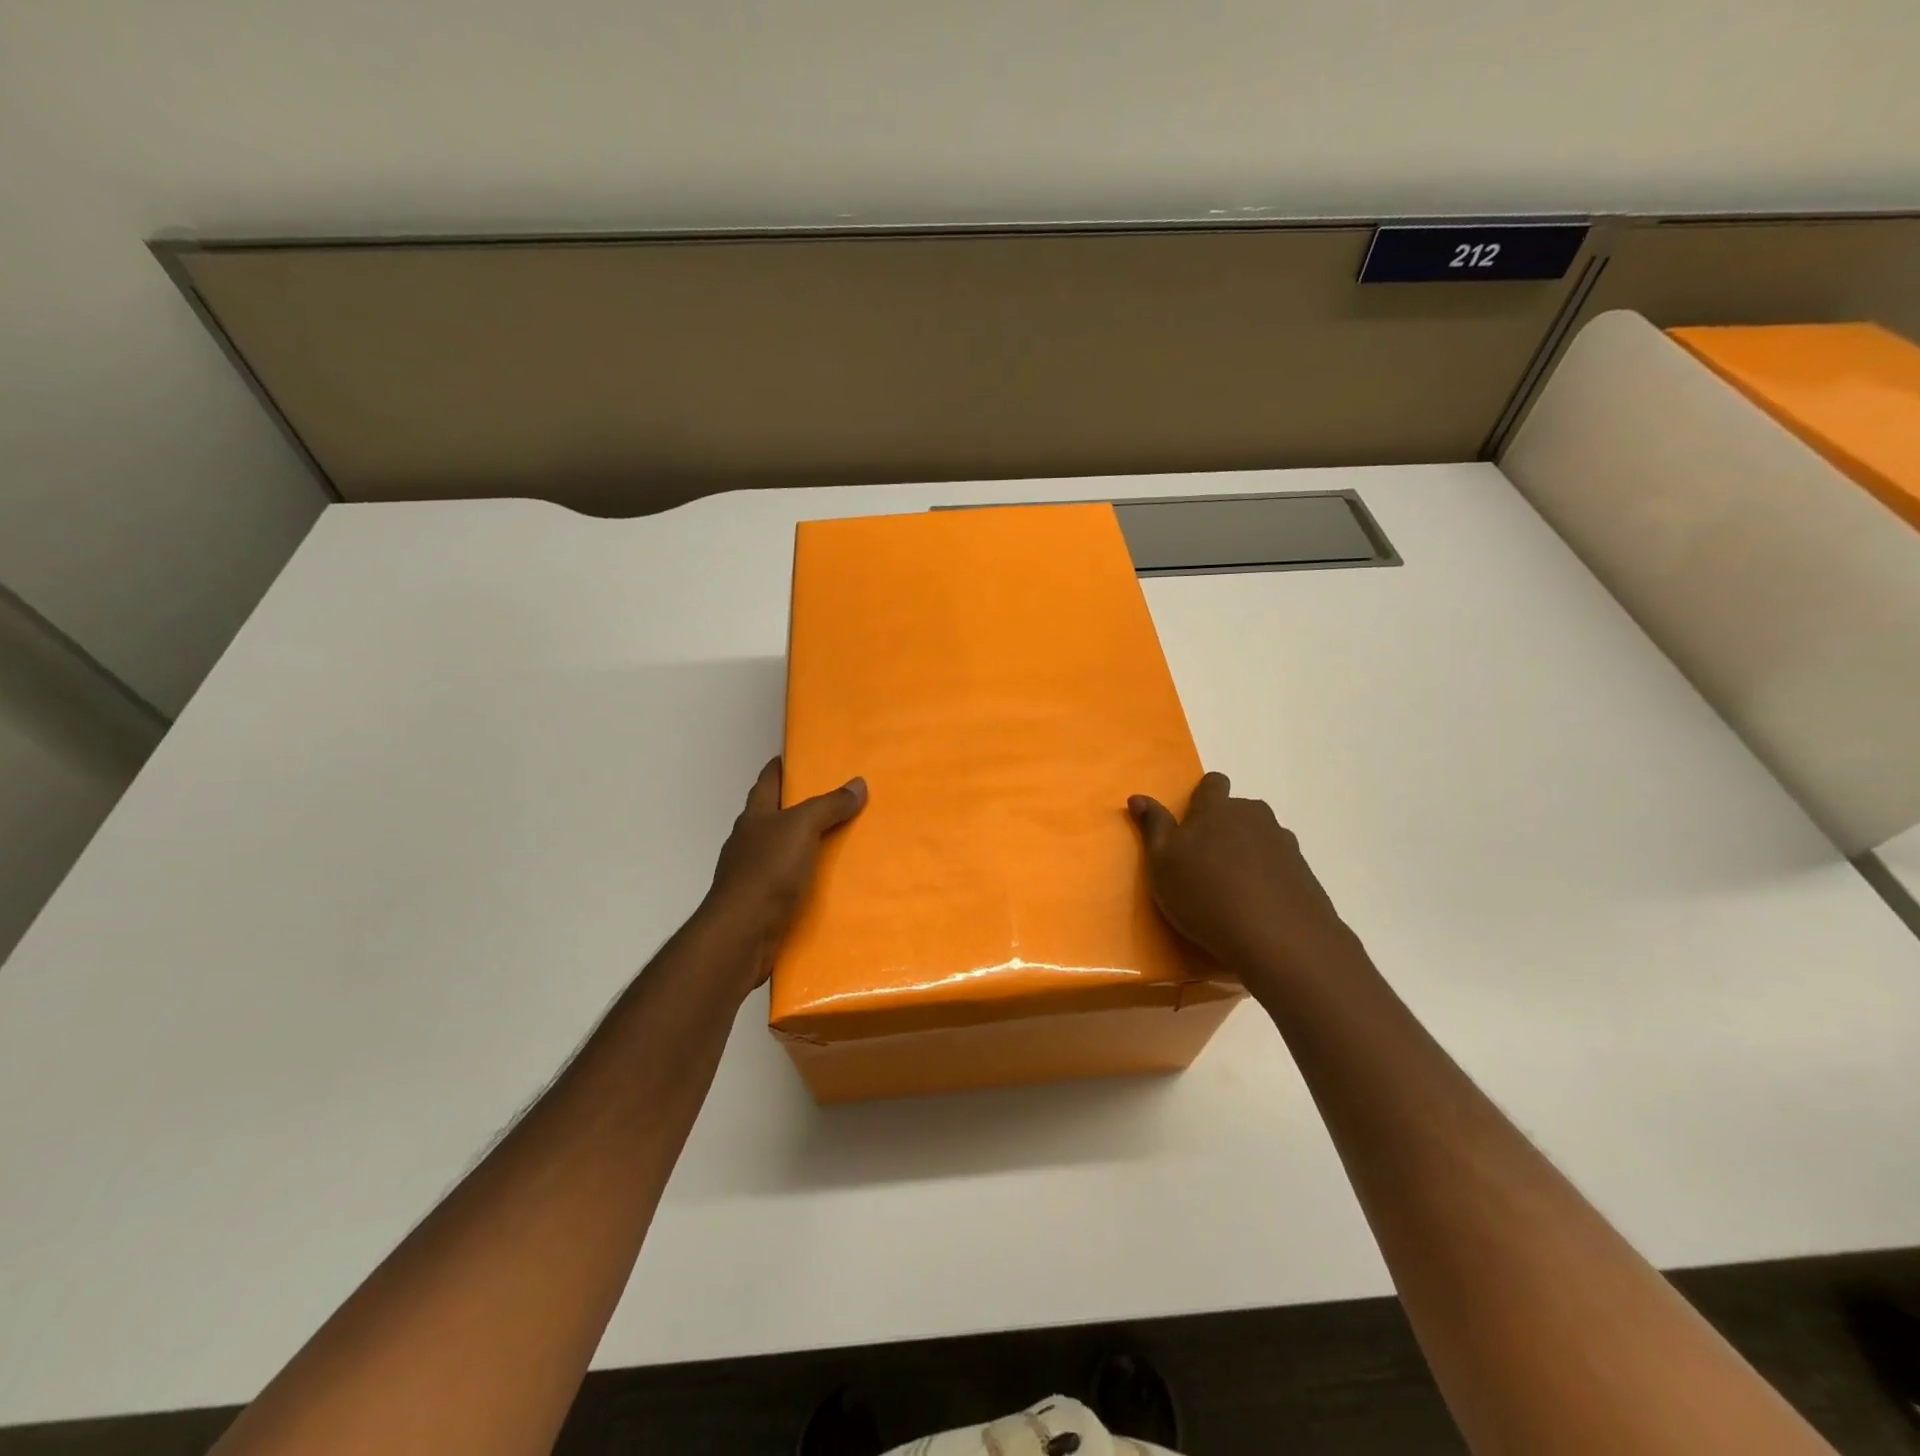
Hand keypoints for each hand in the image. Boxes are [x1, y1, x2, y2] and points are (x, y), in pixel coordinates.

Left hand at [702, 758, 866, 988]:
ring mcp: (752, 874)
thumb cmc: (767, 871)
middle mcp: (749, 841)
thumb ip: (829, 805)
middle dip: (800, 806)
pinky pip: (788, 883)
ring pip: (782, 850)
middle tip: (837, 799)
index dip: (782, 766)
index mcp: (755, 816)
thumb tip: (858, 783)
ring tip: (841, 841)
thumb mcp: (802, 828)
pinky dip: (806, 878)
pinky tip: (828, 883)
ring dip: (806, 845)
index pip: (768, 780)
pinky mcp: (761, 903)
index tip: (803, 756)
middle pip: (775, 815)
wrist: (741, 934)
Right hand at [1129, 771, 1358, 988]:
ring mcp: (1283, 843)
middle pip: (1239, 810)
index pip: (1213, 783)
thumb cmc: (1204, 894)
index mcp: (1216, 809)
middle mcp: (1253, 816)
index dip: (1204, 796)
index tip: (1193, 821)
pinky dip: (1269, 877)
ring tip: (1234, 888)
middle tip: (1207, 862)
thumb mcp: (1162, 863)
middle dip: (1226, 827)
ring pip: (1261, 837)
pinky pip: (1280, 865)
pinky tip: (1258, 905)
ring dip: (1248, 852)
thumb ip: (1153, 827)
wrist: (1277, 937)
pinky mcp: (1304, 871)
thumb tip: (1138, 797)